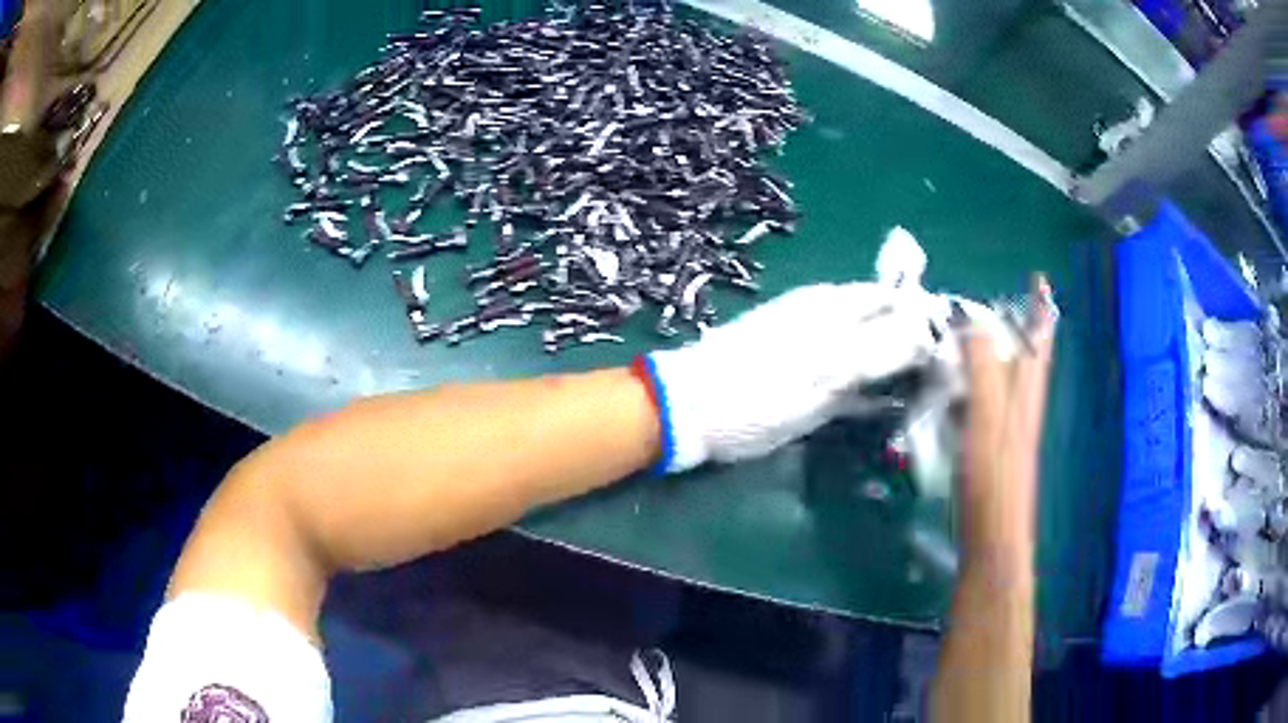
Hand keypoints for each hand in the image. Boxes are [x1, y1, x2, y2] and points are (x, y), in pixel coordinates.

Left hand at [646, 282, 940, 471]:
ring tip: (933, 393)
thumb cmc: (759, 387)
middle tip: (951, 375)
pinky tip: (894, 409)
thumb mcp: (825, 367)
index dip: (927, 318)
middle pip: (887, 324)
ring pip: (873, 353)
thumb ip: (877, 347)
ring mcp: (817, 351)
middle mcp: (829, 319)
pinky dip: (876, 393)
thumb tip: (926, 331)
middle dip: (919, 345)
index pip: (894, 299)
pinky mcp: (808, 383)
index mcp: (833, 306)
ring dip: (901, 370)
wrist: (694, 411)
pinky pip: (853, 382)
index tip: (958, 348)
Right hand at [957, 275, 1056, 575]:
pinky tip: (957, 382)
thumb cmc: (994, 475)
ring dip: (995, 347)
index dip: (1041, 307)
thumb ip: (982, 366)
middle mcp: (1023, 402)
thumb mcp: (988, 415)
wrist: (993, 533)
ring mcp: (1009, 424)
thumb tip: (968, 319)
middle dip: (1017, 321)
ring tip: (972, 330)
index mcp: (1027, 390)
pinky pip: (987, 396)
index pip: (1040, 338)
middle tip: (995, 298)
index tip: (1038, 277)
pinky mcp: (992, 443)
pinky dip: (977, 377)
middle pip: (1026, 353)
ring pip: (1007, 374)